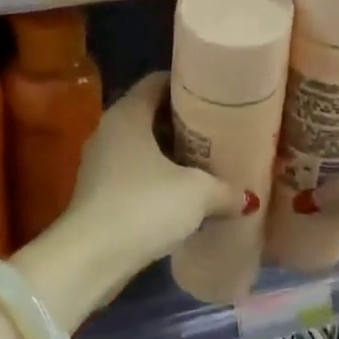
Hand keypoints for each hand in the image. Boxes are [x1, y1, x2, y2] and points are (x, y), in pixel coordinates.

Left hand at [12, 74, 239, 327]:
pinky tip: (182, 195)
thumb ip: (225, 189)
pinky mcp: (98, 192)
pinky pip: (133, 173)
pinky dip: (156, 178)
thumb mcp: (196, 193)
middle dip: (183, 122)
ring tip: (206, 163)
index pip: (157, 81)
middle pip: (150, 113)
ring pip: (142, 146)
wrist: (90, 257)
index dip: (187, 84)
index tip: (215, 95)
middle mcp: (109, 129)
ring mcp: (100, 162)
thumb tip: (247, 197)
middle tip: (218, 130)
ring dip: (170, 153)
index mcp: (128, 114)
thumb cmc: (144, 206)